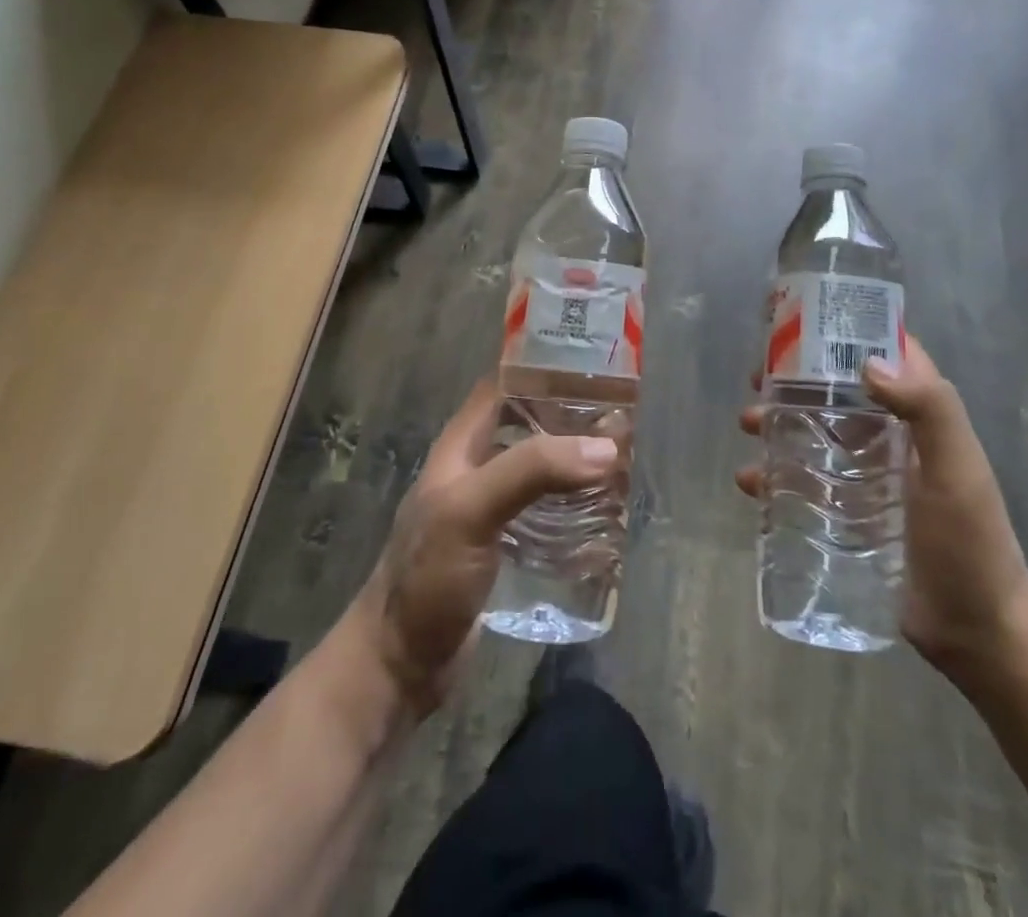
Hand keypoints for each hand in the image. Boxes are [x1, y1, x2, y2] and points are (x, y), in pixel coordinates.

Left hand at [340, 379, 621, 716]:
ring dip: (577, 462)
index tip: (594, 363)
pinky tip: (606, 511)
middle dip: (573, 418)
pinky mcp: (507, 546)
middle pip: (531, 425)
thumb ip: (531, 471)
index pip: (505, 385)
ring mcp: (493, 508)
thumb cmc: (428, 576)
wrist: (400, 664)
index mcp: (462, 444)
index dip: (543, 368)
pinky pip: (547, 511)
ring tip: (626, 459)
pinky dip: (575, 504)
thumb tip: (605, 448)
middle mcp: (478, 467)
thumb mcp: (471, 510)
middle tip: (625, 416)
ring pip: (542, 468)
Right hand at [737, 333, 1027, 672]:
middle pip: (838, 391)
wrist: (978, 636)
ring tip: (748, 426)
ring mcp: (870, 476)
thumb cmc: (972, 545)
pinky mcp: (851, 513)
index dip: (849, 331)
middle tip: (757, 378)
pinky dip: (776, 475)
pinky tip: (751, 482)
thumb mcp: (959, 471)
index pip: (887, 354)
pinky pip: (806, 481)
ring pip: (816, 432)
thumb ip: (930, 410)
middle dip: (796, 379)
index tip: (801, 320)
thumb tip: (867, 364)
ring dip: (779, 423)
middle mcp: (894, 437)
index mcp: (923, 417)